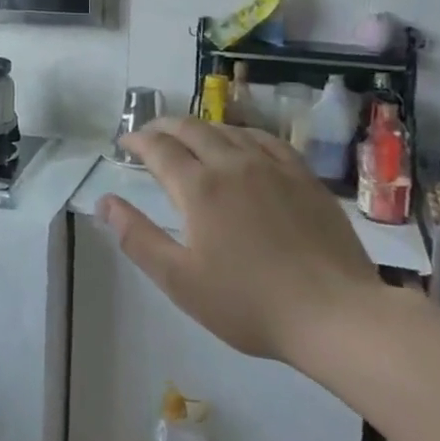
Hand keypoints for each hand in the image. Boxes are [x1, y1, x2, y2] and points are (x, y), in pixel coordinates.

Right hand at [97, 118, 382, 369]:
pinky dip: (242, 134)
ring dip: (200, 128)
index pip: (159, 148)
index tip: (124, 142)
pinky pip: (266, 140)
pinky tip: (242, 143)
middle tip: (150, 134)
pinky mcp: (303, 177)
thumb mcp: (180, 280)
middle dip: (164, 126)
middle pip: (191, 129)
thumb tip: (104, 201)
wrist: (335, 314)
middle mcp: (232, 164)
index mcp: (198, 188)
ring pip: (227, 130)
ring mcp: (272, 166)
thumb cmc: (249, 303)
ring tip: (189, 137)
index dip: (137, 140)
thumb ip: (137, 237)